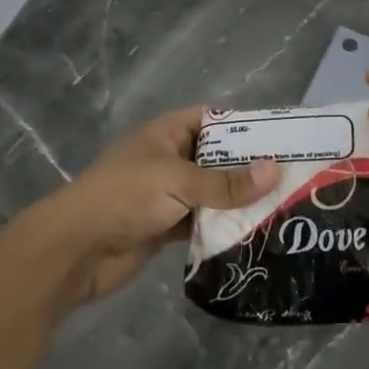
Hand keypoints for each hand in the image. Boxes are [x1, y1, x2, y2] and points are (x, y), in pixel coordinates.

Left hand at [14, 106, 279, 310]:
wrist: (75, 250)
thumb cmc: (125, 197)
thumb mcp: (178, 182)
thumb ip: (226, 182)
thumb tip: (276, 170)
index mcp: (167, 133)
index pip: (213, 119)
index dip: (244, 125)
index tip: (282, 138)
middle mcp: (170, 159)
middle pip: (217, 158)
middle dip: (249, 168)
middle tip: (294, 176)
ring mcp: (167, 194)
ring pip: (212, 192)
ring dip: (239, 200)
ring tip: (284, 205)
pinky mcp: (166, 226)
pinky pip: (203, 221)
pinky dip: (223, 226)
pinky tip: (255, 233)